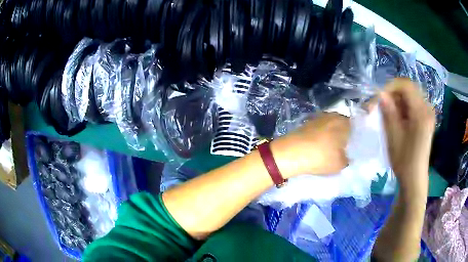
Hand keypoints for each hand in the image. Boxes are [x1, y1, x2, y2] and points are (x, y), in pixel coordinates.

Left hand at [271, 112, 349, 176]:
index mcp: (344, 122)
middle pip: (342, 125)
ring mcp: (318, 117)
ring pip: (330, 126)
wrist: (291, 152)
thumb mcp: (341, 164)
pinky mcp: (307, 122)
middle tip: (342, 149)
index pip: (355, 127)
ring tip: (328, 149)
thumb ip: (347, 159)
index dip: (355, 137)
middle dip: (343, 135)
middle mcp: (333, 115)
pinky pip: (319, 128)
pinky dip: (320, 135)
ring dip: (331, 135)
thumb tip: (346, 156)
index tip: (352, 148)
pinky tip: (317, 146)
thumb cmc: (321, 157)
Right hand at [379, 78, 435, 195]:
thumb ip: (388, 112)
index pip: (406, 85)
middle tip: (382, 108)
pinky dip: (403, 109)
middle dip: (393, 95)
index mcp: (421, 112)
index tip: (379, 98)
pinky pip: (413, 105)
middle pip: (408, 90)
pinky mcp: (426, 120)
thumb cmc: (404, 161)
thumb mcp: (393, 136)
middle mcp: (427, 109)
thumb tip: (381, 94)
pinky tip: (398, 120)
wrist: (414, 179)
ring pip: (410, 97)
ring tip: (389, 116)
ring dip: (398, 102)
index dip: (390, 87)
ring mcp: (428, 114)